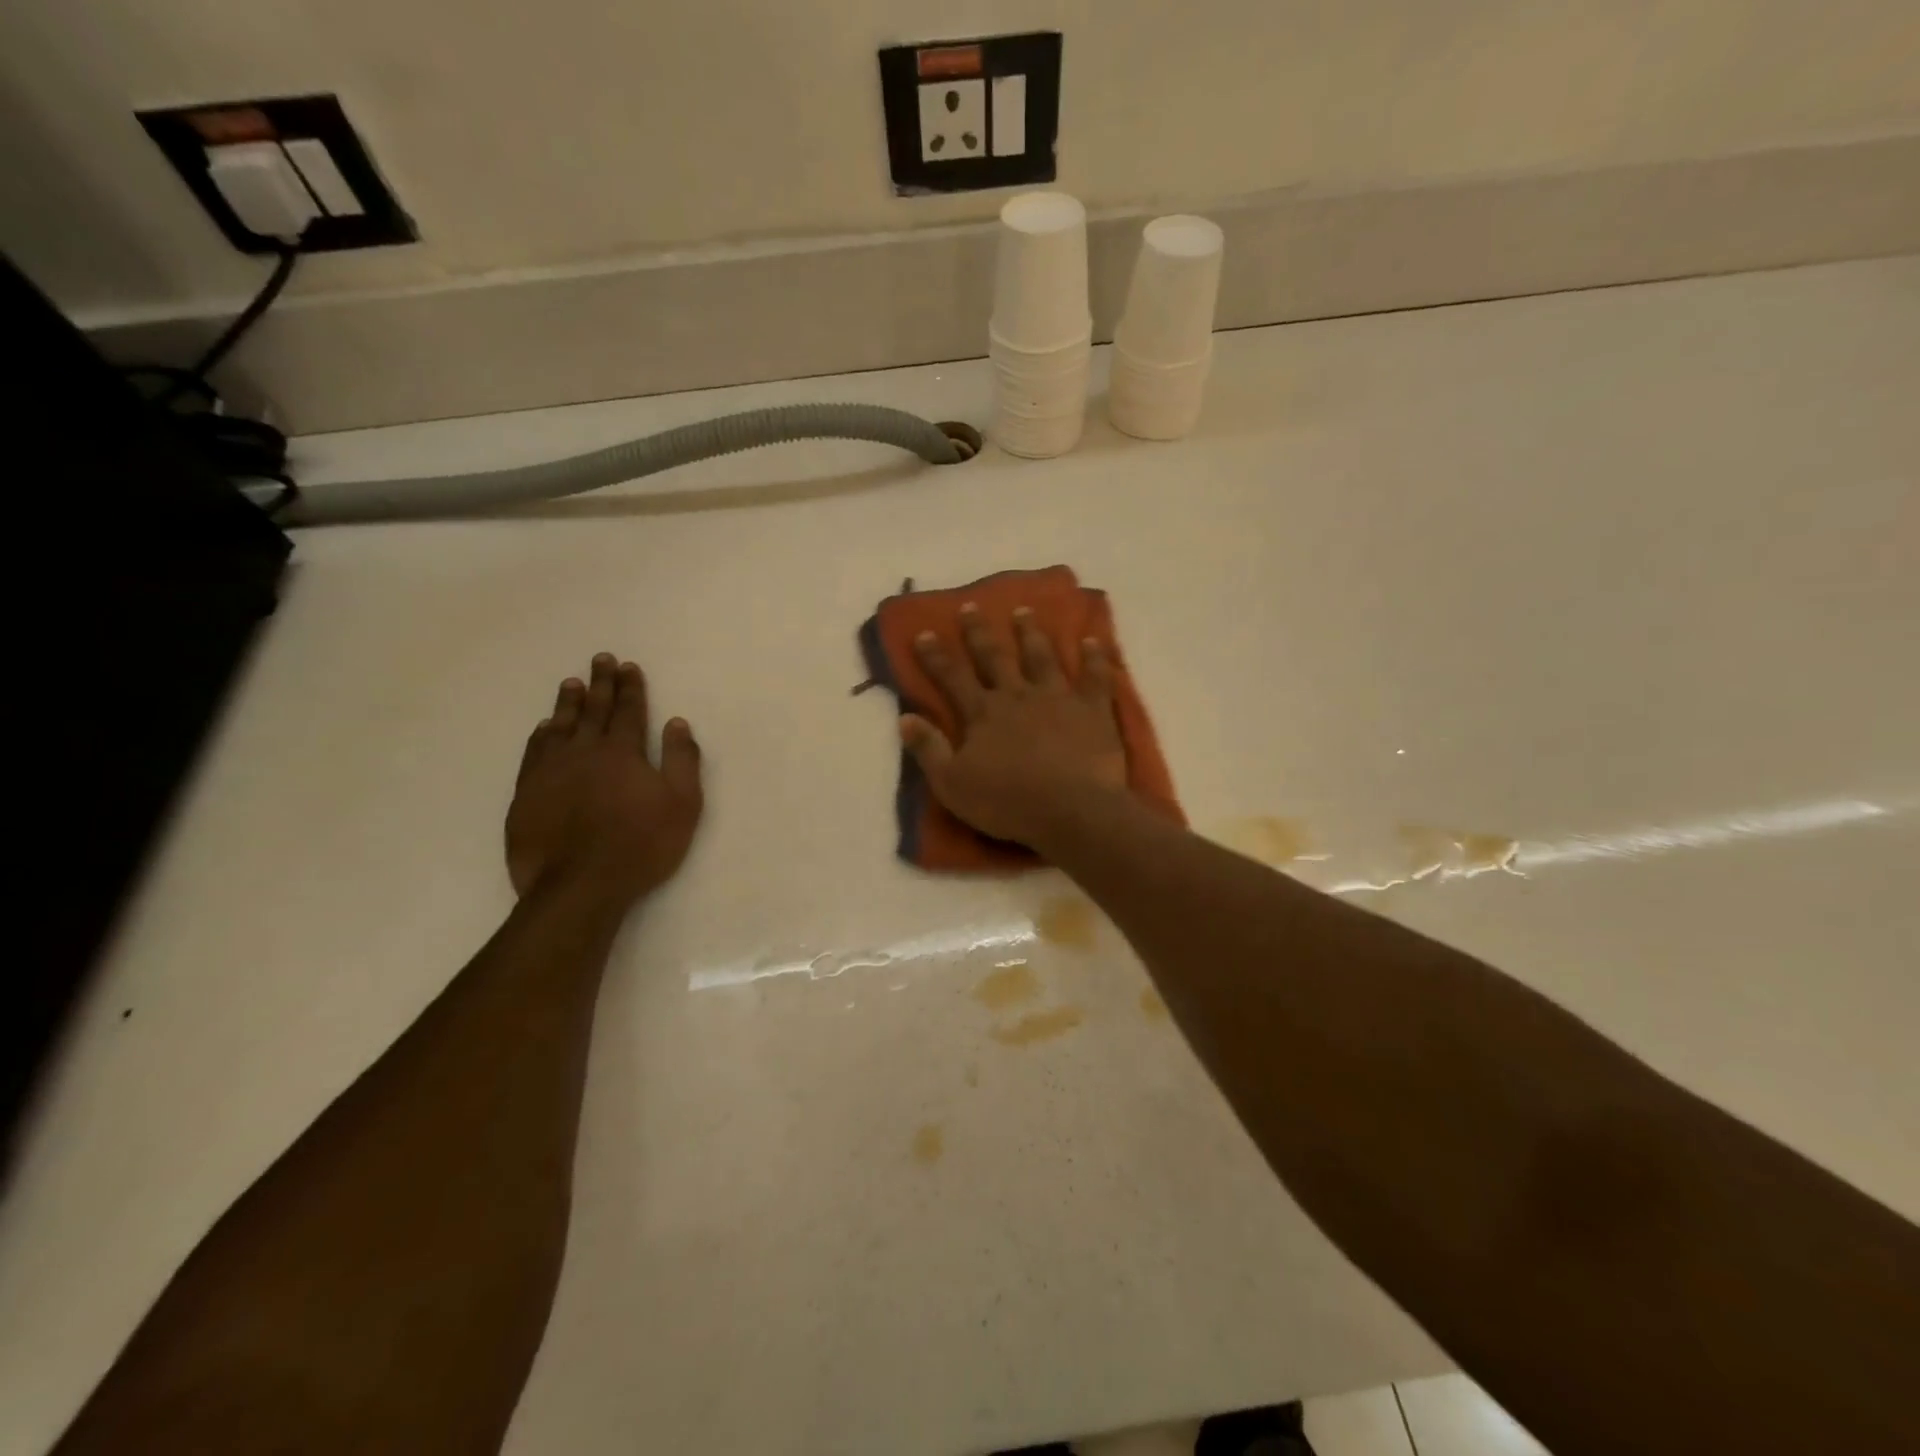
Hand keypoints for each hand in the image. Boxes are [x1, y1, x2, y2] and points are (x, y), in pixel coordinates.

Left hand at [506, 653, 703, 909]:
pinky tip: (544, 728)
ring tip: (571, 683)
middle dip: (600, 683)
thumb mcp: (682, 804)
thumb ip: (682, 760)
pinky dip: (541, 734)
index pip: (628, 710)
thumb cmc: (641, 844)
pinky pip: (534, 752)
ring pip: (560, 726)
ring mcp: (551, 771)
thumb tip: (677, 723)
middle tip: (600, 659)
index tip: (628, 666)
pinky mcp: (527, 793)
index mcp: (623, 752)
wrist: (579, 885)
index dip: (630, 687)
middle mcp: (584, 752)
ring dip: (568, 703)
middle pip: (593, 710)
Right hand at [901, 603, 1127, 848]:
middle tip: (971, 606)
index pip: (952, 677)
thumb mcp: (952, 784)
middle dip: (979, 632)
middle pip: (995, 657)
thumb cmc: (1008, 803)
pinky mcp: (1093, 709)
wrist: (1072, 810)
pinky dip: (1095, 657)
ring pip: (1041, 656)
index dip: (935, 656)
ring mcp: (1058, 697)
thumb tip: (905, 717)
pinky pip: (1095, 676)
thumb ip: (928, 749)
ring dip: (1030, 633)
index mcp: (982, 713)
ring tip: (1024, 610)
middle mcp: (1017, 695)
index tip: (924, 633)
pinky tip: (1092, 639)